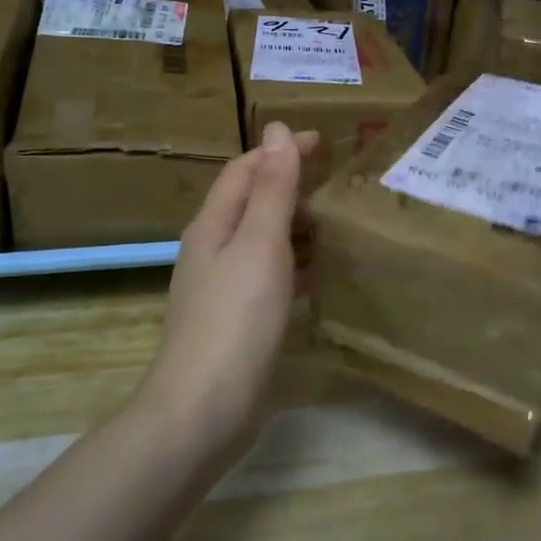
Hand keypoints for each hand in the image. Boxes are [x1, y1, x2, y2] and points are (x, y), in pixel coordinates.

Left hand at [137, 121, 319, 457]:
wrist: (203, 409)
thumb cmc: (235, 318)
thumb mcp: (260, 244)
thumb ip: (273, 189)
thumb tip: (276, 130)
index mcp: (214, 224)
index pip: (246, 170)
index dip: (280, 151)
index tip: (324, 141)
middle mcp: (213, 249)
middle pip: (252, 202)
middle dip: (290, 184)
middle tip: (338, 180)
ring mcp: (223, 286)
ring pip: (262, 239)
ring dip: (295, 223)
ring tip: (337, 220)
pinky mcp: (237, 319)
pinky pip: (269, 274)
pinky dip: (295, 262)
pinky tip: (320, 272)